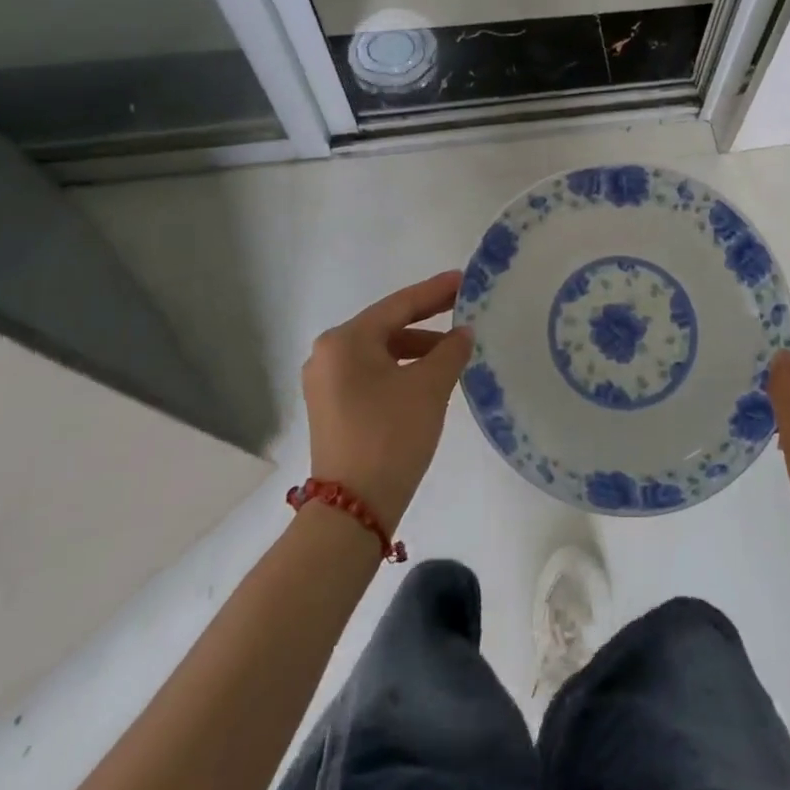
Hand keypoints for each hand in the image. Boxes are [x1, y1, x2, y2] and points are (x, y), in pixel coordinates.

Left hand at [302, 271, 472, 528]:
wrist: (352, 510)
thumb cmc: (391, 435)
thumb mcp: (429, 387)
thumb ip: (450, 351)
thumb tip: (463, 333)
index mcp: (345, 340)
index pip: (399, 305)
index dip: (435, 291)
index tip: (464, 279)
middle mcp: (328, 354)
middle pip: (386, 326)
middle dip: (426, 319)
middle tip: (463, 308)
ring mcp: (326, 382)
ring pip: (380, 352)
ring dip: (416, 348)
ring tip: (452, 351)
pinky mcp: (331, 407)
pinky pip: (371, 373)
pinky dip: (400, 369)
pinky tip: (427, 376)